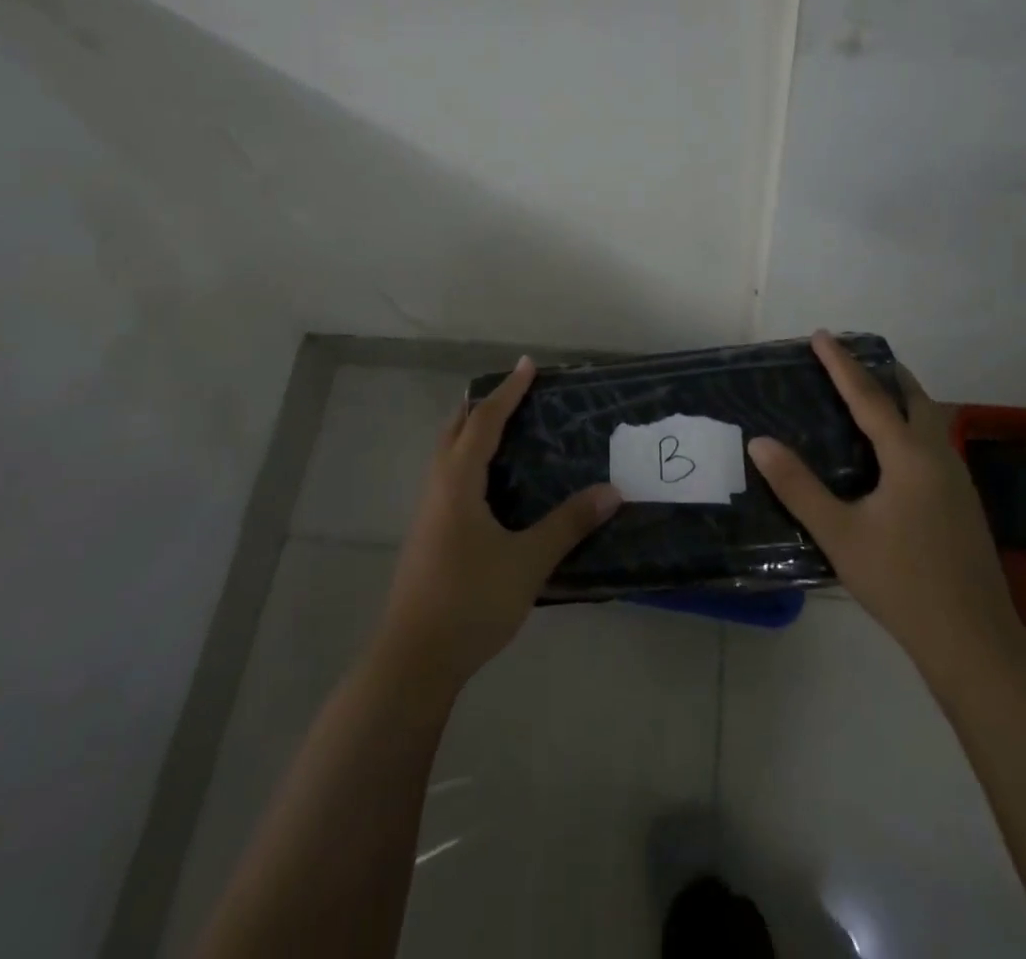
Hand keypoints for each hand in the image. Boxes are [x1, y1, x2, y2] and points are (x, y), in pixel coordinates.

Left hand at [378, 356, 622, 693]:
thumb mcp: (527, 562)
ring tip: (504, 430)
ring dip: (472, 433)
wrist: (413, 660)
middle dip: (483, 406)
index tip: (528, 365)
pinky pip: (448, 478)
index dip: (508, 391)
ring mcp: (427, 512)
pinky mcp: (427, 535)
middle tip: (515, 393)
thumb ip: (568, 524)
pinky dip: (468, 461)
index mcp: (458, 482)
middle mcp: (437, 487)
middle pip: (455, 430)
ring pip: (447, 455)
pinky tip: (490, 486)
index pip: (485, 421)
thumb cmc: (470, 601)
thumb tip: (612, 491)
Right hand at [747, 331, 1025, 692]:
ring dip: (898, 397)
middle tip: (848, 360)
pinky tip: (890, 450)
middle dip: (881, 371)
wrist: (972, 639)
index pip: (869, 396)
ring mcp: (956, 479)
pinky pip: (932, 442)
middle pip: (912, 397)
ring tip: (866, 394)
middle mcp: (937, 456)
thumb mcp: (839, 533)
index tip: (821, 334)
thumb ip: (798, 486)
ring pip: (928, 419)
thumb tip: (760, 442)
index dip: (841, 364)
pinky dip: (908, 424)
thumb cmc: (900, 581)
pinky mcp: (961, 501)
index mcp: (909, 456)